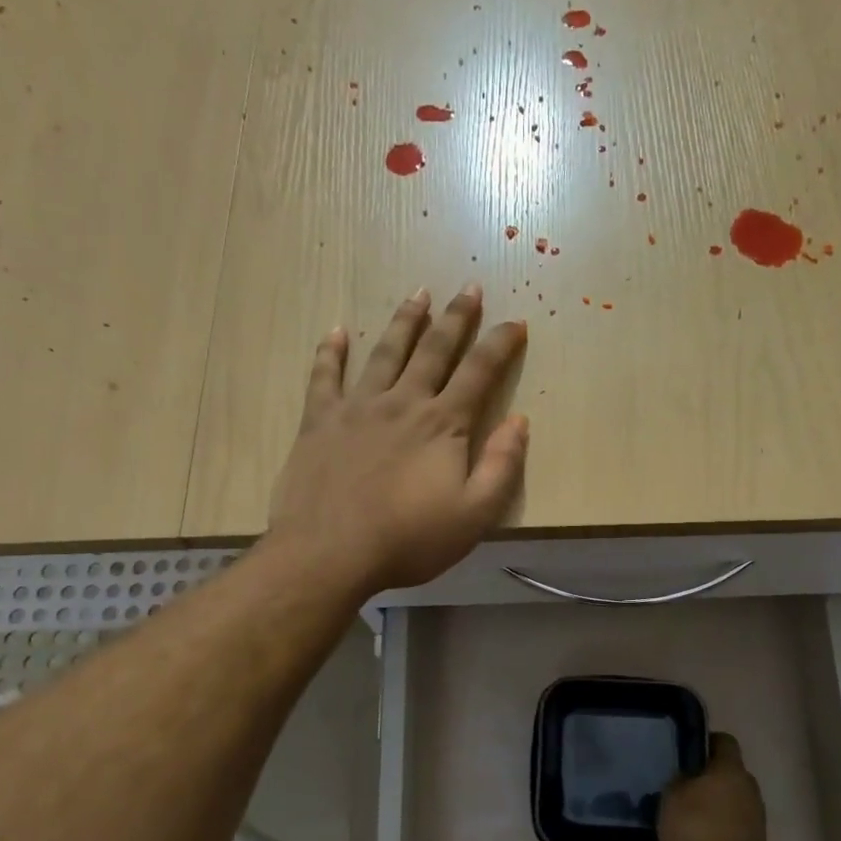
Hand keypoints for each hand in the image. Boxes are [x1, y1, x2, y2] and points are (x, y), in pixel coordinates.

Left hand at [267, 285, 528, 597]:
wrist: (329, 552)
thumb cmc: (408, 539)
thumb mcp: (474, 514)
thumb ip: (502, 466)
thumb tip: (520, 421)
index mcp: (442, 424)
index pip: (479, 372)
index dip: (500, 344)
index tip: (515, 321)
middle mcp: (403, 402)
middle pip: (434, 350)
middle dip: (456, 317)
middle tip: (469, 288)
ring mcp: (357, 408)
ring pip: (385, 353)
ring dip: (404, 321)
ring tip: (418, 294)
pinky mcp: (320, 421)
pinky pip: (324, 376)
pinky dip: (330, 352)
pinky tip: (335, 332)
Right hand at [658, 733, 768, 840]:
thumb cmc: (697, 828)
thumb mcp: (671, 797)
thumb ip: (677, 782)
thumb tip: (683, 779)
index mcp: (731, 768)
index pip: (723, 741)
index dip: (704, 742)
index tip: (684, 752)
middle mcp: (748, 788)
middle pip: (726, 774)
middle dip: (704, 779)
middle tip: (677, 786)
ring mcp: (754, 818)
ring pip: (728, 803)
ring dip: (710, 808)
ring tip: (681, 818)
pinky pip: (728, 829)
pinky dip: (713, 833)